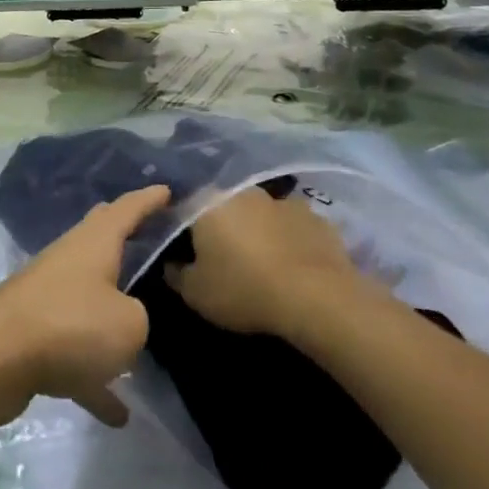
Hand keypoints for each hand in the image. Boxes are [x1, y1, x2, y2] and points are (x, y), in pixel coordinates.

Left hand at [0, 184, 170, 428]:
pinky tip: (117, 413)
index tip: (168, 190)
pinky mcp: (33, 333)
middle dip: (125, 235)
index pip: (126, 209)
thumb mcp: (129, 325)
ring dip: (110, 313)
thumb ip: (139, 318)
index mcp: (95, 242)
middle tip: (151, 235)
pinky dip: (94, 375)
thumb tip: (125, 321)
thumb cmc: (71, 325)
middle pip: (101, 238)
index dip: (149, 199)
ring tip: (140, 330)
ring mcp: (48, 294)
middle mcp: (70, 259)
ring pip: (88, 295)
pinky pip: (74, 351)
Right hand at [164, 187, 371, 341]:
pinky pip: (291, 225)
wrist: (317, 297)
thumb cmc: (244, 290)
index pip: (184, 206)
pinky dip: (288, 238)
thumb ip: (177, 275)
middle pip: (224, 205)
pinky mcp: (314, 216)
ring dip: (257, 229)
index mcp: (207, 203)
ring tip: (260, 260)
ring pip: (260, 213)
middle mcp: (242, 191)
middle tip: (223, 255)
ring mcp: (281, 200)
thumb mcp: (197, 294)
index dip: (181, 227)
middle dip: (221, 225)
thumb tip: (171, 264)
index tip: (183, 248)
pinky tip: (292, 263)